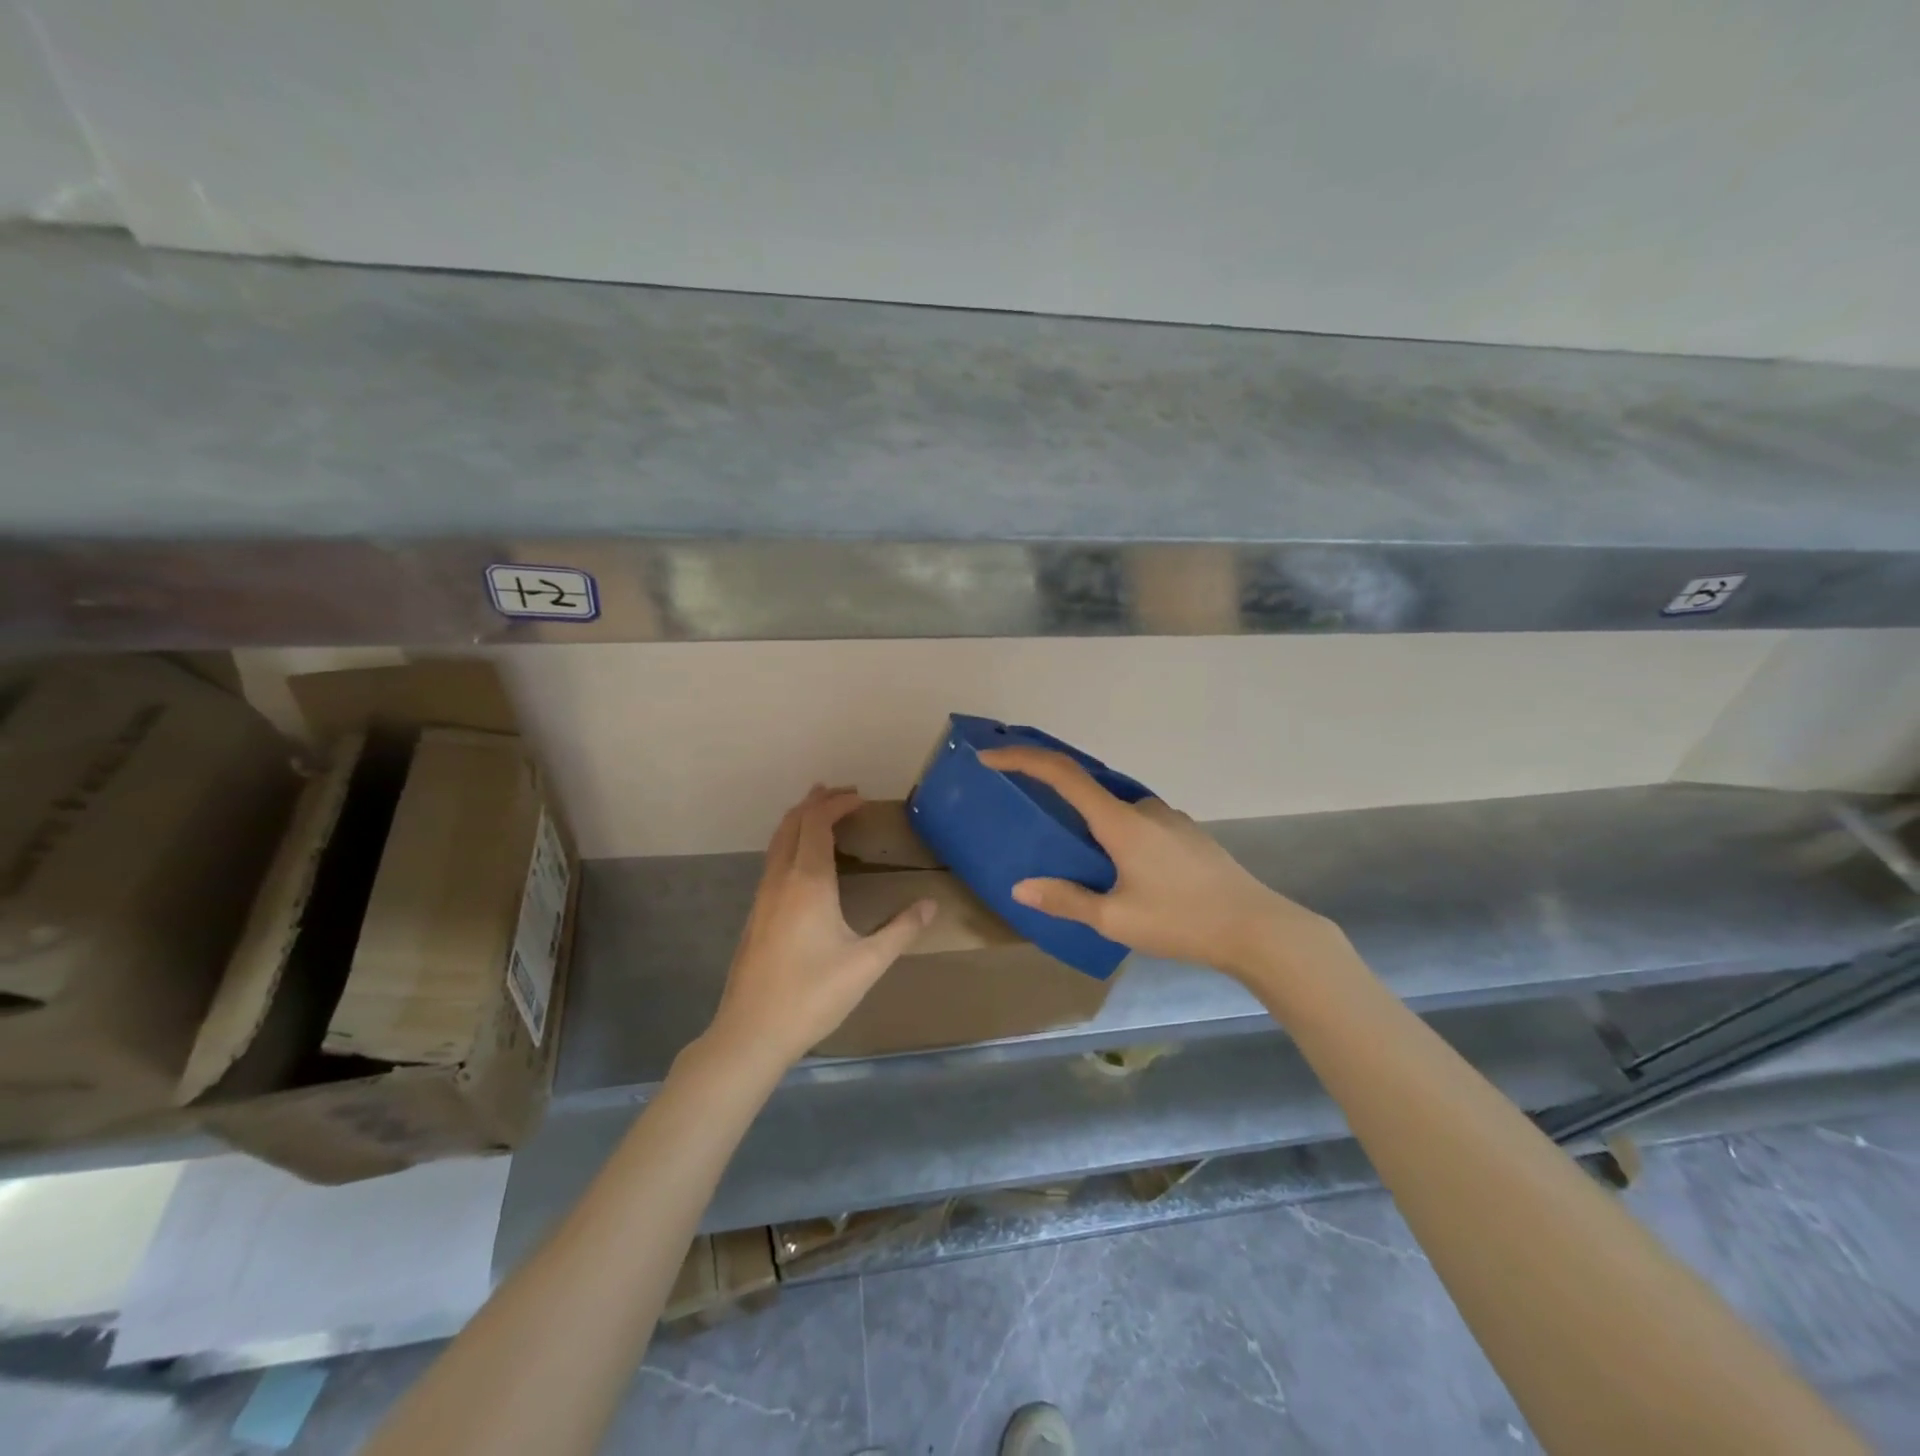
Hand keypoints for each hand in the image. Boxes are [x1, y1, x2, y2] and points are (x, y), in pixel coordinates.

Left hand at [705, 785, 935, 1070]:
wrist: (752, 1031)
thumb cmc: (813, 994)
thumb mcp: (867, 964)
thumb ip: (901, 930)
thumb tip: (931, 905)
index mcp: (808, 882)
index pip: (818, 823)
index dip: (837, 803)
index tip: (860, 798)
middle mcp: (781, 880)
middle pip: (792, 823)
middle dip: (817, 802)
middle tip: (843, 794)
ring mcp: (763, 897)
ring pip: (777, 841)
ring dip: (800, 820)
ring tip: (822, 814)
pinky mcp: (756, 915)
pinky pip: (773, 860)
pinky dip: (791, 843)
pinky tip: (804, 863)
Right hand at [977, 747, 1337, 987]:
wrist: (1257, 928)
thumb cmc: (1182, 921)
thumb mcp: (1116, 919)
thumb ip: (1067, 900)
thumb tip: (1021, 888)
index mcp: (1121, 822)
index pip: (1062, 774)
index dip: (1023, 759)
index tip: (991, 756)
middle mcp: (1144, 809)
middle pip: (1088, 787)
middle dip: (1053, 791)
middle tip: (1028, 811)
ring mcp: (1170, 818)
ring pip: (1116, 809)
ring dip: (1089, 820)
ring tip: (1076, 857)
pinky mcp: (1186, 834)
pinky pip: (1138, 822)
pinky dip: (1115, 831)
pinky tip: (1121, 869)